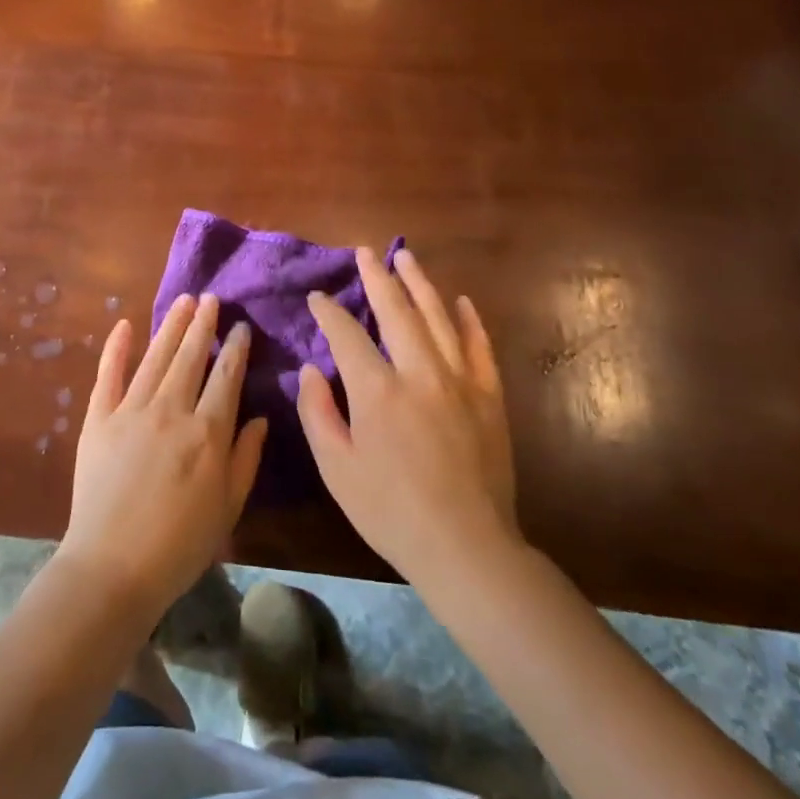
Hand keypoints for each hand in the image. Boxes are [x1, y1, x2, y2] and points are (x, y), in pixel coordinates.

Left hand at [58, 294, 266, 623]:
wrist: (113, 566)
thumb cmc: (180, 544)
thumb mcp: (229, 506)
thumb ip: (246, 458)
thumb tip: (260, 418)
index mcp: (207, 432)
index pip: (226, 377)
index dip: (234, 349)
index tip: (240, 327)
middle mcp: (171, 410)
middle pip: (190, 357)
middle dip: (203, 325)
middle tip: (210, 298)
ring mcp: (130, 411)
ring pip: (155, 357)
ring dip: (170, 326)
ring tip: (183, 301)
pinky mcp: (98, 419)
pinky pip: (108, 375)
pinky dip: (116, 348)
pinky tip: (125, 325)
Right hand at [298, 248, 519, 588]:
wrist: (466, 545)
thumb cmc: (390, 511)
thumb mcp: (336, 467)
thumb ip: (318, 412)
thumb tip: (310, 370)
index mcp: (377, 390)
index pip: (347, 334)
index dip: (329, 311)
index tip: (318, 297)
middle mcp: (419, 372)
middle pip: (396, 311)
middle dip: (377, 278)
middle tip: (365, 252)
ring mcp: (460, 381)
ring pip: (438, 317)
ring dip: (420, 284)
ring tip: (406, 257)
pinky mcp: (488, 396)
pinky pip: (479, 346)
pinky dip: (470, 320)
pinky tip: (461, 301)